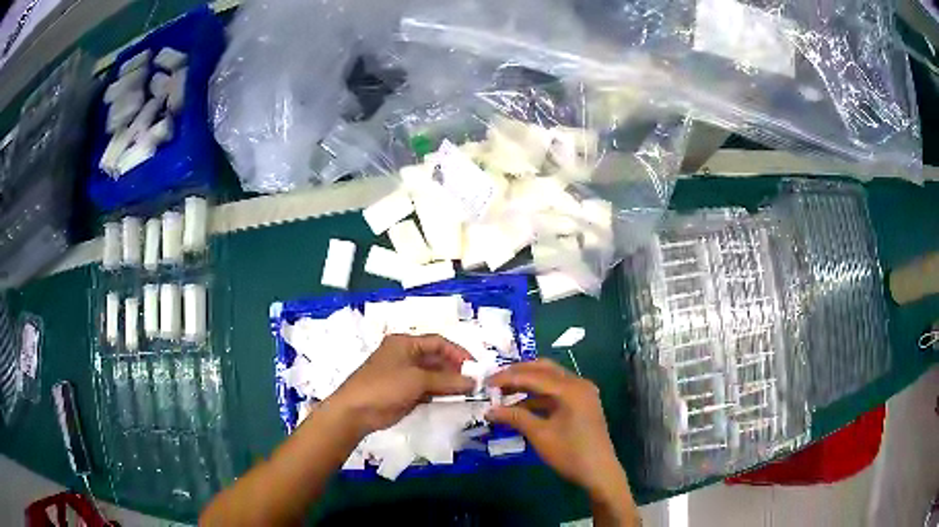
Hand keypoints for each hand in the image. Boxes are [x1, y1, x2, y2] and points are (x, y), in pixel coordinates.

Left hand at [328, 334, 474, 437]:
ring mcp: (405, 375)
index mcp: (405, 343)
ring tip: (468, 392)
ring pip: (433, 376)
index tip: (474, 367)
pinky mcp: (404, 393)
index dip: (457, 352)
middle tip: (474, 382)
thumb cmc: (385, 386)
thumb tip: (472, 382)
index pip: (437, 342)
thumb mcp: (417, 380)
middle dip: (455, 369)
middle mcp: (406, 356)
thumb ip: (447, 380)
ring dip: (449, 383)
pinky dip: (440, 393)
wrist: (356, 411)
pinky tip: (454, 400)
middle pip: (436, 359)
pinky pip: (427, 390)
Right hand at [486, 360, 634, 516]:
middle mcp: (578, 384)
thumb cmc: (570, 453)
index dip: (508, 378)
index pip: (534, 375)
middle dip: (518, 374)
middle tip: (495, 382)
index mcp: (570, 389)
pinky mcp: (581, 404)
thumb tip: (489, 410)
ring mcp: (582, 393)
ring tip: (504, 393)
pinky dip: (538, 396)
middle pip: (544, 369)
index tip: (486, 383)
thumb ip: (515, 417)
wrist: (599, 472)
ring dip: (527, 384)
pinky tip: (521, 406)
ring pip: (550, 380)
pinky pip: (556, 392)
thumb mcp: (540, 435)